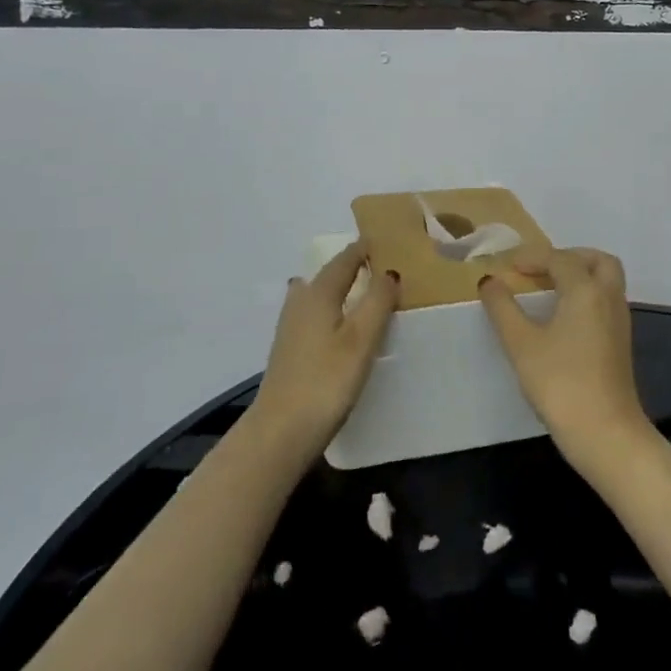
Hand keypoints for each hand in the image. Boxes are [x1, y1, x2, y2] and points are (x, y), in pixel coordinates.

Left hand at [248, 240, 400, 462]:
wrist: (281, 431)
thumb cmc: (326, 381)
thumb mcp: (361, 339)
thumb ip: (377, 302)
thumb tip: (389, 271)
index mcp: (319, 293)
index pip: (344, 260)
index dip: (364, 249)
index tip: (385, 239)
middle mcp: (300, 302)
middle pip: (327, 274)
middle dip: (350, 266)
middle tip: (378, 264)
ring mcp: (290, 327)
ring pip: (316, 294)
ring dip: (337, 287)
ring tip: (361, 291)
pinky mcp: (288, 350)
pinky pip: (313, 313)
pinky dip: (329, 308)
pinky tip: (337, 324)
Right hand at [479, 247, 649, 468]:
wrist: (604, 432)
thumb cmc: (560, 382)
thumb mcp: (521, 343)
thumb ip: (502, 307)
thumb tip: (490, 281)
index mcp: (586, 290)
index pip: (560, 259)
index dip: (532, 257)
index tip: (508, 266)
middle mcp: (609, 299)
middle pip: (598, 261)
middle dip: (570, 257)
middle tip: (541, 268)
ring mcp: (619, 322)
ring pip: (606, 282)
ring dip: (579, 276)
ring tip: (546, 290)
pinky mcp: (620, 344)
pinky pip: (605, 303)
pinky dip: (585, 296)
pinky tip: (561, 318)